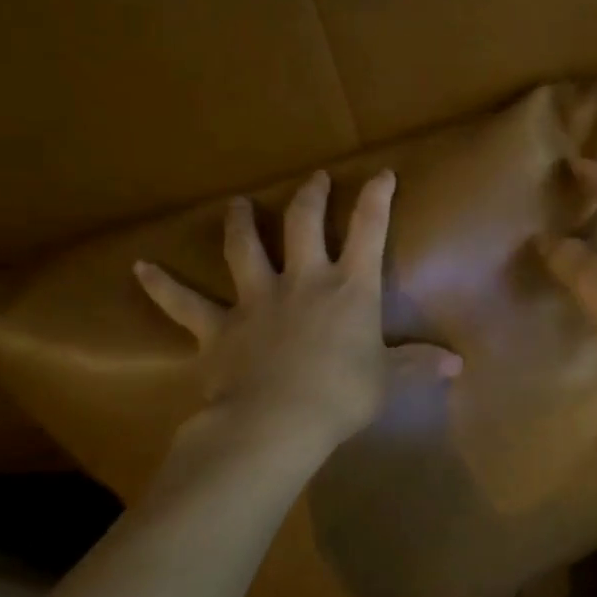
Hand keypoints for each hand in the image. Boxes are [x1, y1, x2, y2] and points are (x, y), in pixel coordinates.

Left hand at [135, 170, 461, 457]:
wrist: (276, 422)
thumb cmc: (342, 395)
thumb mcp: (389, 380)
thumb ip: (419, 365)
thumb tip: (458, 363)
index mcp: (349, 288)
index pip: (368, 230)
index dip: (376, 198)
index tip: (382, 174)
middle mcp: (303, 281)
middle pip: (302, 224)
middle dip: (310, 197)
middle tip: (313, 179)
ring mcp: (256, 300)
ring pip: (244, 249)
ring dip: (239, 223)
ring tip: (235, 203)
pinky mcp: (218, 327)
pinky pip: (183, 303)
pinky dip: (161, 285)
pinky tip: (139, 268)